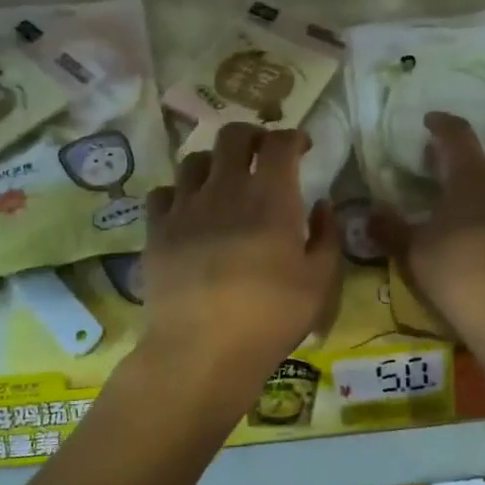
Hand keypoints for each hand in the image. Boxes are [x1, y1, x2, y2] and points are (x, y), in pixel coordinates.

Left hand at [141, 122, 338, 379]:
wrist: (202, 349)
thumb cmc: (270, 317)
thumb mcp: (320, 282)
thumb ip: (327, 237)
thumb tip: (322, 205)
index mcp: (270, 197)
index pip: (280, 143)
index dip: (294, 137)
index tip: (303, 147)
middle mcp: (225, 189)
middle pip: (232, 136)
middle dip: (252, 135)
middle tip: (263, 152)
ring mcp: (185, 207)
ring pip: (194, 159)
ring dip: (214, 162)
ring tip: (223, 180)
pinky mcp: (157, 230)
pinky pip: (163, 193)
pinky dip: (179, 193)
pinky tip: (188, 210)